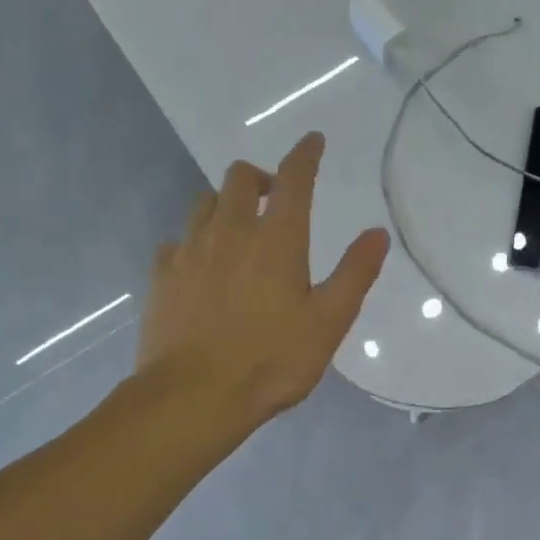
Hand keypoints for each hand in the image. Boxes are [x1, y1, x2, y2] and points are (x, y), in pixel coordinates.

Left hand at [136, 131, 387, 433]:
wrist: (194, 397)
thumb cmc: (271, 361)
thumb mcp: (329, 322)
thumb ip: (355, 274)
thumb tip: (377, 233)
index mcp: (276, 240)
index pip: (293, 179)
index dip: (305, 155)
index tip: (312, 141)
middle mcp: (230, 232)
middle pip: (238, 178)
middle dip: (260, 177)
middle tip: (276, 198)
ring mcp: (189, 252)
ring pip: (204, 203)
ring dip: (226, 204)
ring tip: (240, 229)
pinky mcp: (162, 277)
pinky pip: (177, 241)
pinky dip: (194, 240)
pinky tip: (201, 265)